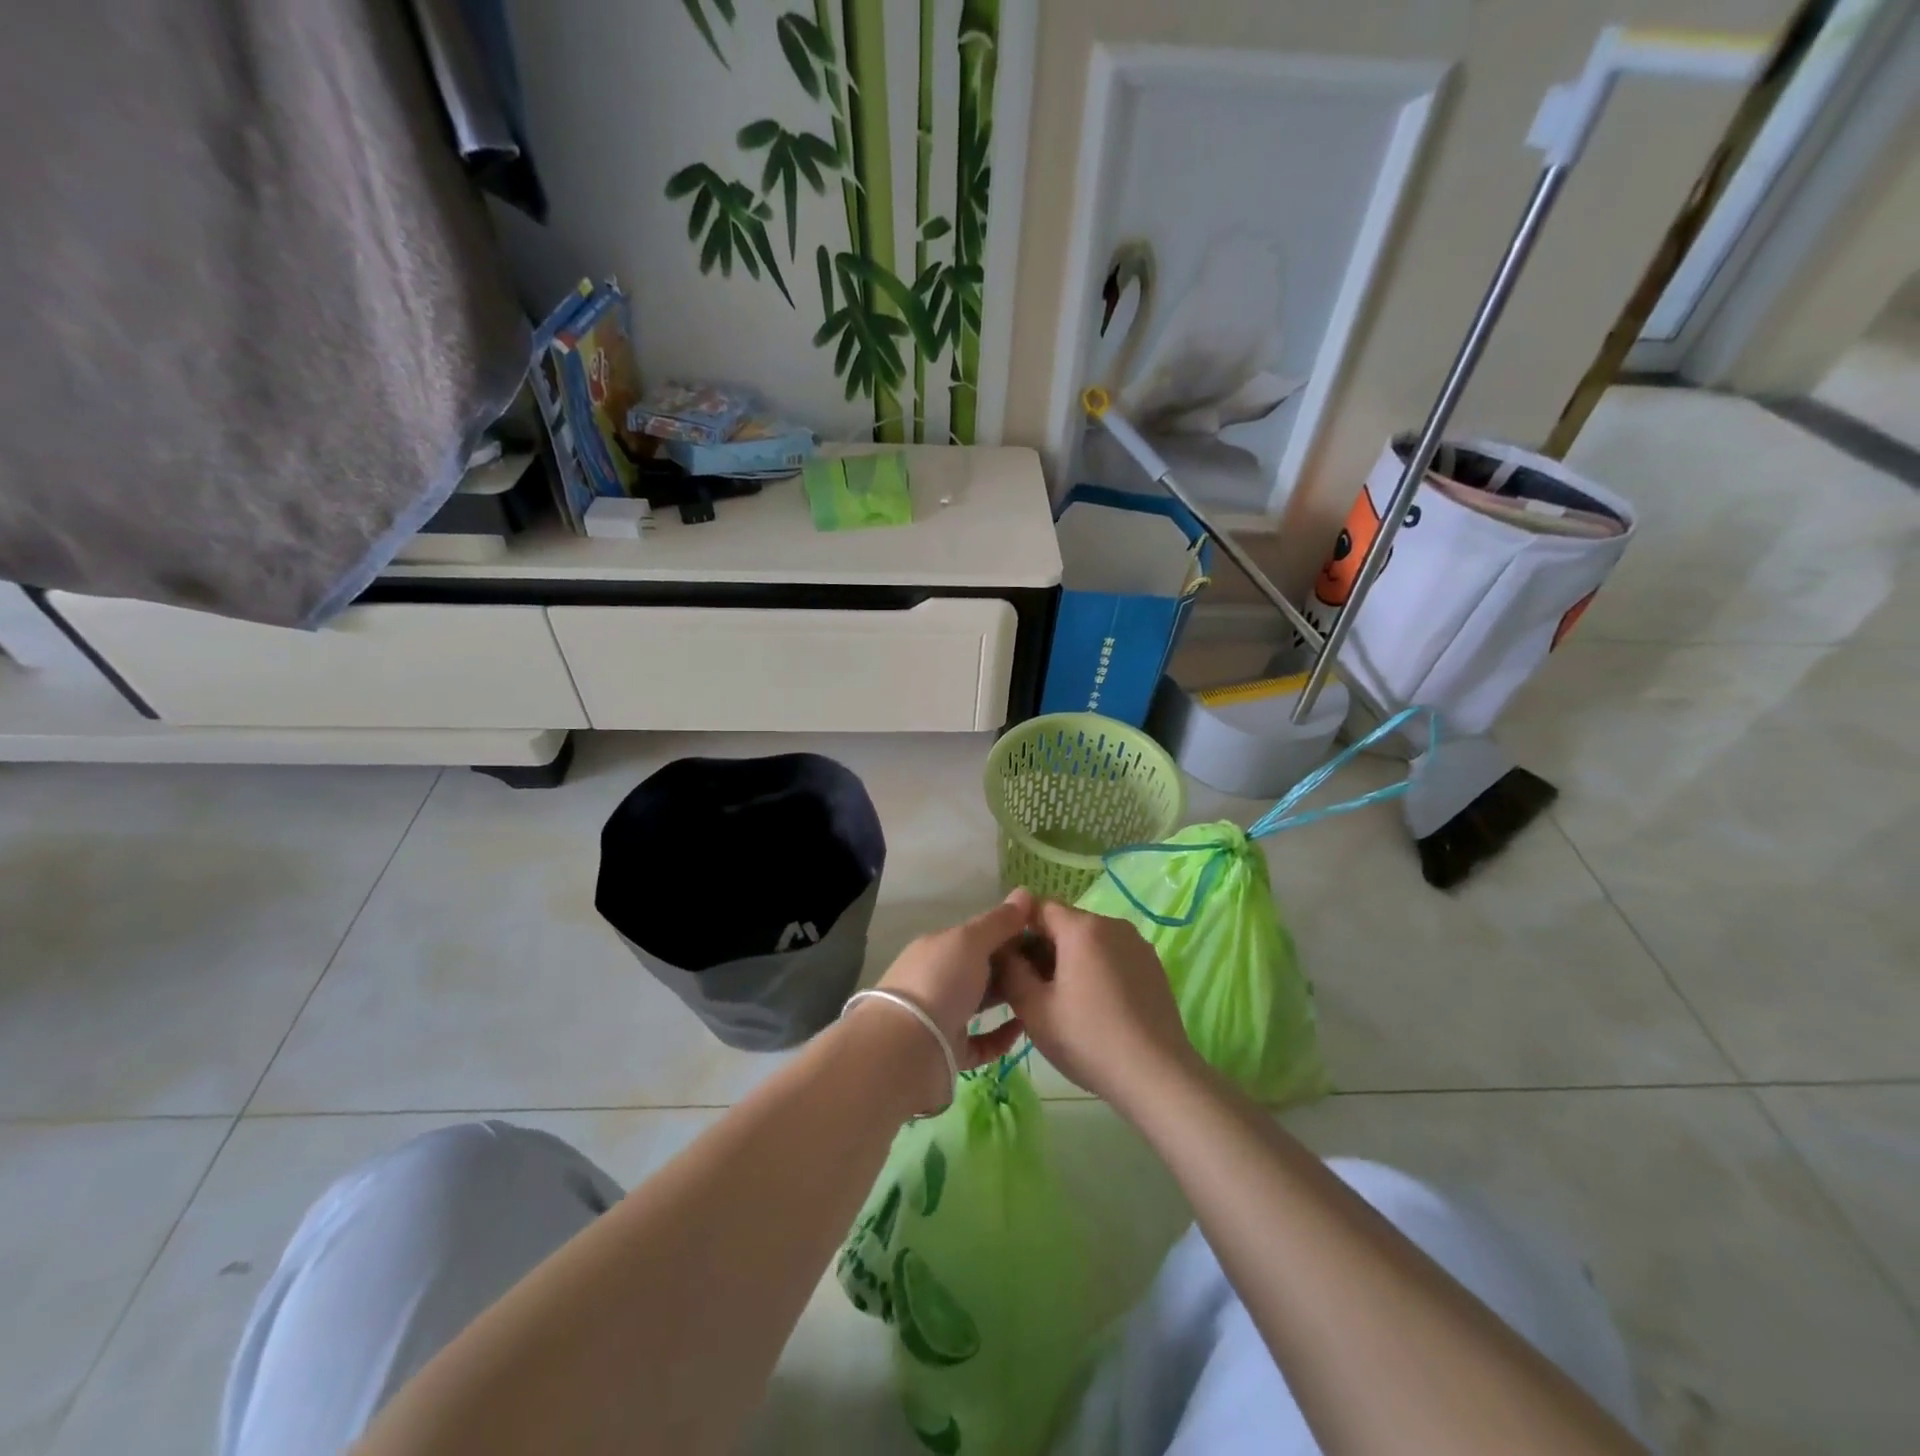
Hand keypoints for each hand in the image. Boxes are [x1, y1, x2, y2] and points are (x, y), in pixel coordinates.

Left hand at [875, 890, 1033, 1070]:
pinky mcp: (949, 1050)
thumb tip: (1025, 892)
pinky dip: (1001, 1035)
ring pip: (979, 1003)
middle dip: (1010, 967)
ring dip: (1006, 998)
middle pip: (978, 969)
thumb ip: (999, 921)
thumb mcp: (971, 941)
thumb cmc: (940, 981)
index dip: (1007, 933)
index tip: (1042, 937)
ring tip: (1040, 995)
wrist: (908, 1046)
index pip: (976, 936)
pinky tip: (1023, 1028)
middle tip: (1048, 969)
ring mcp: (942, 1015)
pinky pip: (981, 1042)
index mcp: (938, 948)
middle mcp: (937, 978)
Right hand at [995, 899, 1198, 1107]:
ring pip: (1090, 940)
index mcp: (1081, 927)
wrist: (1157, 1075)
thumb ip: (1011, 970)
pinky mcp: (1153, 965)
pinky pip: (1113, 955)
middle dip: (1045, 948)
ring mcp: (1137, 944)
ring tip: (1065, 1002)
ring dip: (1071, 960)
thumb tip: (1003, 950)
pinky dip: (1097, 970)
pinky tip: (1096, 1007)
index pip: (1038, 907)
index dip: (1019, 930)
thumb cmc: (1088, 1038)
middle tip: (1033, 989)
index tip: (1011, 963)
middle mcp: (1112, 924)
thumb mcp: (1034, 1009)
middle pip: (1066, 923)